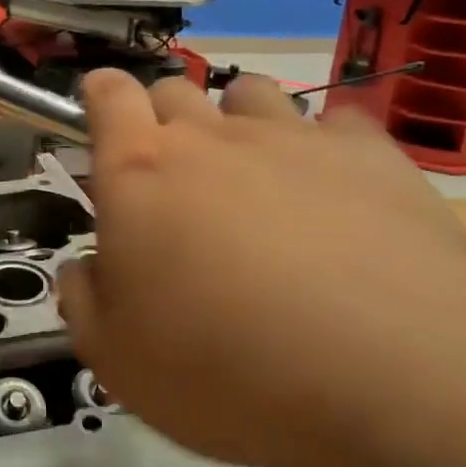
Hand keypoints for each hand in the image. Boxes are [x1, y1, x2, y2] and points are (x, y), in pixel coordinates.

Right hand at [56, 71, 465, 466]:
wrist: (382, 378)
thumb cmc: (220, 368)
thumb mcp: (115, 358)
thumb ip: (83, 301)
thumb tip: (86, 270)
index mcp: (139, 172)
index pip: (109, 95)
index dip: (101, 93)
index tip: (103, 109)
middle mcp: (210, 138)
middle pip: (175, 89)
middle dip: (164, 117)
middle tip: (176, 176)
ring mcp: (292, 138)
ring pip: (249, 92)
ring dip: (239, 120)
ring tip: (255, 175)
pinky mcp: (368, 154)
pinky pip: (337, 123)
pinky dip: (325, 146)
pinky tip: (337, 191)